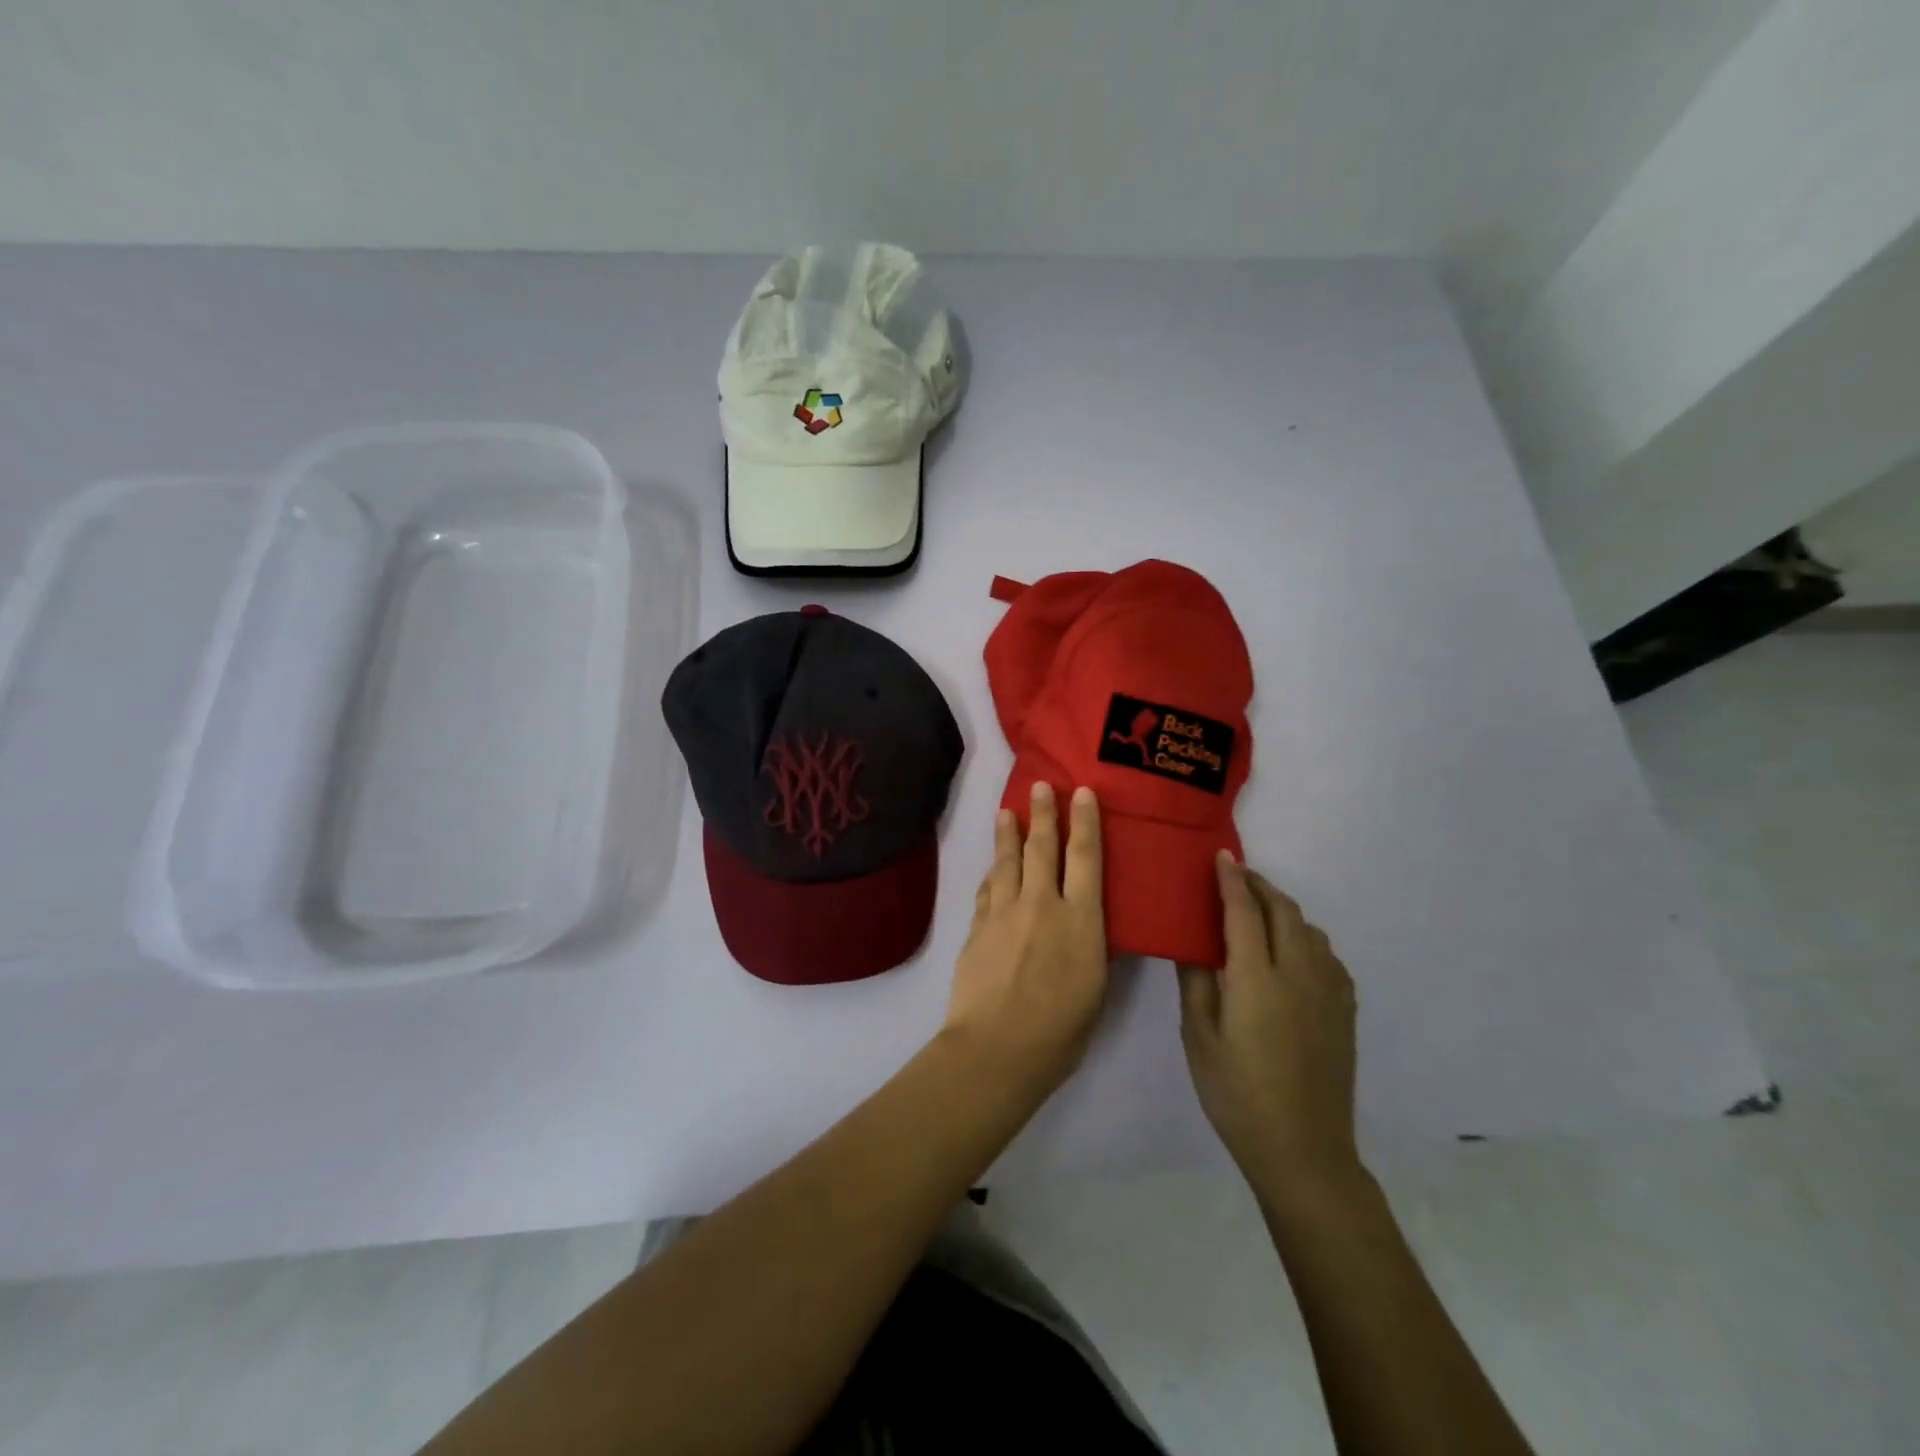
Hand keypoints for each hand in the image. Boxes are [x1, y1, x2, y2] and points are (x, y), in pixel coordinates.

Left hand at [942, 783, 1109, 1096]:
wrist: (998, 1047)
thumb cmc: (1061, 1030)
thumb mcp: (1096, 989)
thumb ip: (1093, 949)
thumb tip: (1092, 925)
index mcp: (1080, 919)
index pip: (1085, 858)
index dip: (1085, 822)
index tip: (1082, 793)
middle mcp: (1041, 904)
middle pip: (1042, 848)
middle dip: (1043, 814)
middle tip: (1041, 786)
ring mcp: (1004, 913)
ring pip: (1006, 861)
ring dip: (1008, 834)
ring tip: (1007, 812)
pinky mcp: (978, 928)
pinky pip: (987, 890)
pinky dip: (991, 873)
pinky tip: (991, 867)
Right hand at [1178, 855, 1359, 1189]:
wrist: (1303, 1149)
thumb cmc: (1237, 1093)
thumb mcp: (1199, 1037)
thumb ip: (1196, 981)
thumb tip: (1190, 940)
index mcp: (1257, 978)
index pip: (1244, 911)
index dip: (1231, 880)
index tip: (1221, 856)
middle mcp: (1298, 974)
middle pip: (1283, 911)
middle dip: (1259, 886)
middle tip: (1236, 876)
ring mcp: (1328, 991)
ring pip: (1309, 930)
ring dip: (1283, 909)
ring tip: (1259, 911)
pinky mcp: (1344, 1010)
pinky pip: (1327, 955)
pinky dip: (1306, 937)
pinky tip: (1291, 952)